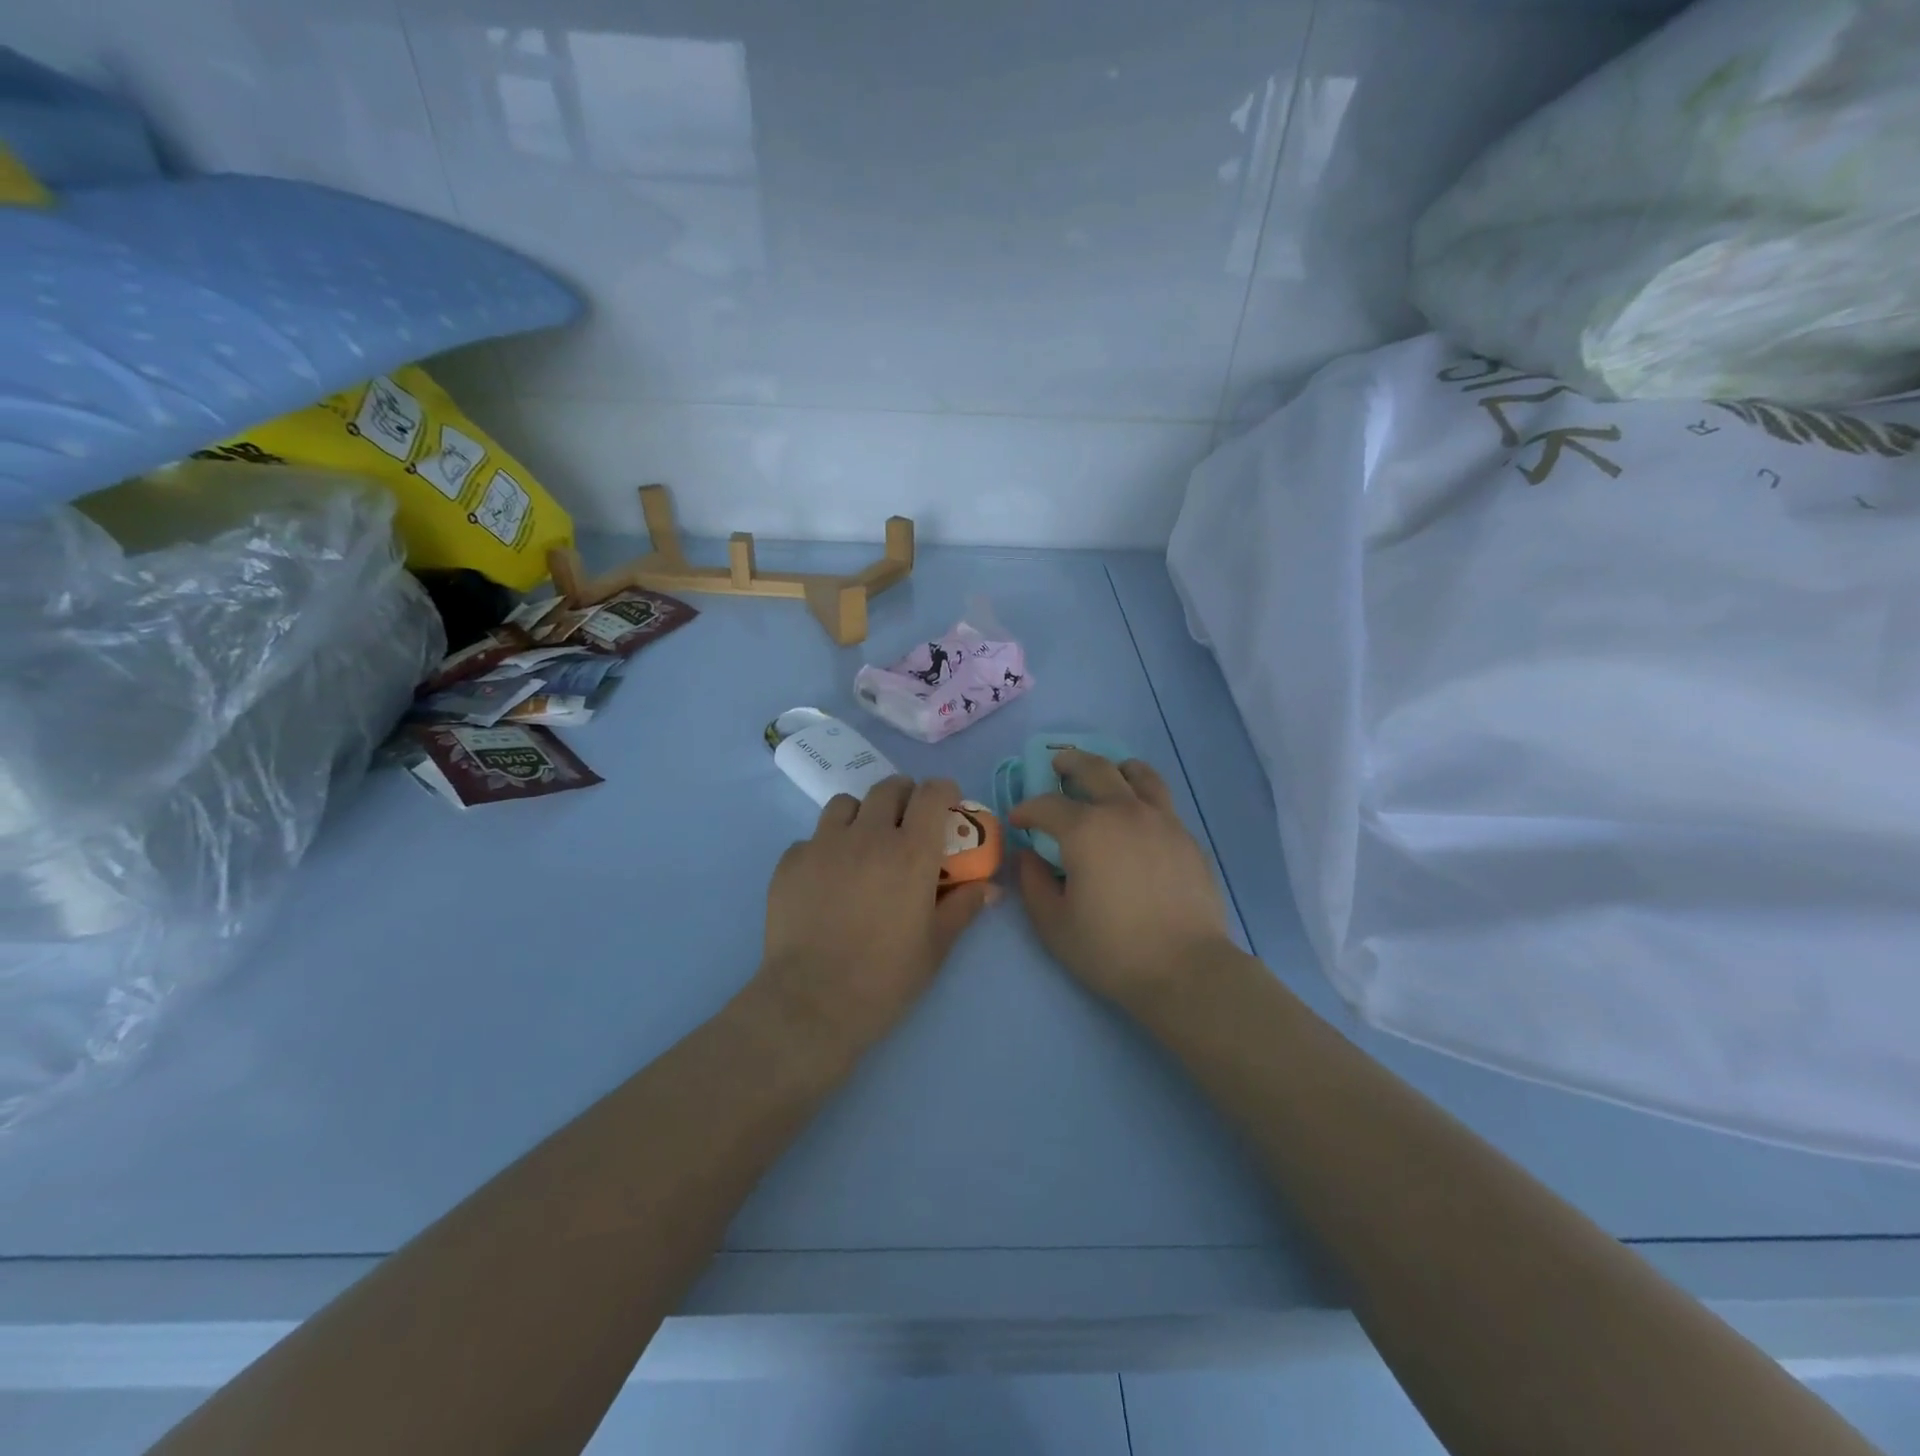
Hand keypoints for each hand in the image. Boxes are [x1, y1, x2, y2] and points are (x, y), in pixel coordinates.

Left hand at [756, 776, 991, 1058]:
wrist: (812, 1003)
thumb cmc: (885, 978)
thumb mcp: (936, 946)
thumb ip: (963, 907)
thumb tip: (990, 888)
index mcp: (911, 852)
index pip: (933, 793)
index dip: (944, 791)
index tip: (948, 804)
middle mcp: (868, 835)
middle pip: (889, 788)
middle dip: (905, 796)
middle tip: (908, 822)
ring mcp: (823, 845)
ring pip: (846, 804)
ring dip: (862, 814)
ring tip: (864, 844)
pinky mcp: (790, 862)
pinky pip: (812, 838)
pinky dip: (825, 848)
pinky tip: (826, 879)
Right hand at [1013, 751, 1233, 1009]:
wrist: (1186, 969)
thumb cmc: (1112, 949)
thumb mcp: (1054, 924)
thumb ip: (1033, 884)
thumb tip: (1028, 857)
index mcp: (1086, 830)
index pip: (1047, 805)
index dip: (1027, 809)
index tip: (1019, 820)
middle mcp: (1124, 812)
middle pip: (1095, 768)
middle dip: (1070, 763)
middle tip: (1058, 766)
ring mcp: (1162, 820)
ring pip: (1139, 774)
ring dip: (1115, 768)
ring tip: (1109, 774)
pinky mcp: (1187, 837)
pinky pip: (1162, 801)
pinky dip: (1143, 795)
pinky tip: (1138, 818)